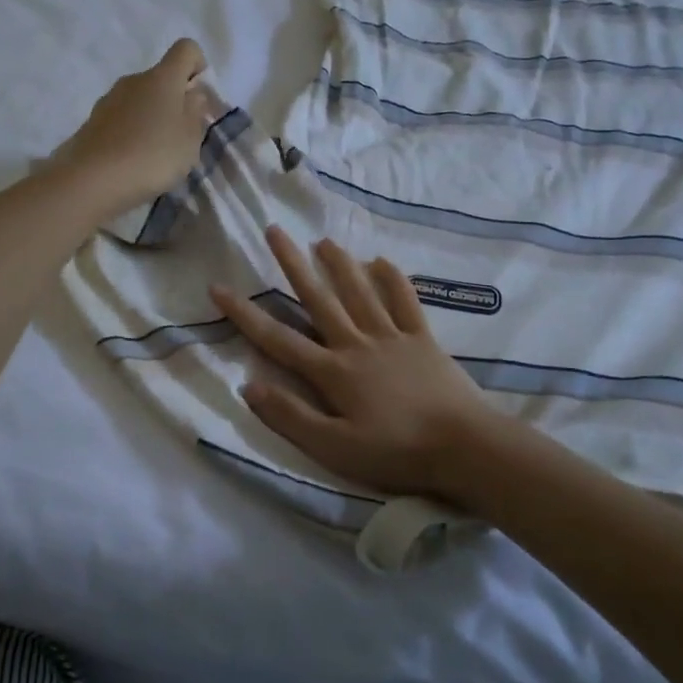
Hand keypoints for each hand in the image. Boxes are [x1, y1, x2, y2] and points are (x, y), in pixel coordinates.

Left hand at [55, 39, 216, 221]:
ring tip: (155, 155)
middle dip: (175, 101)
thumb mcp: (190, 138)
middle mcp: (133, 80)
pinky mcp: (92, 123)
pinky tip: (132, 162)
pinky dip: (131, 134)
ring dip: (152, 119)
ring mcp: (108, 100)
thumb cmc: (152, 155)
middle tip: (181, 137)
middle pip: (161, 79)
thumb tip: (192, 93)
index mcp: (162, 77)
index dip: (199, 67)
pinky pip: (121, 121)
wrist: (91, 180)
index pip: (187, 49)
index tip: (200, 99)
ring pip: (140, 101)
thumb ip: (195, 111)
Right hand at [210, 226, 508, 502]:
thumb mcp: (334, 448)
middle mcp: (356, 344)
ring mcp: (392, 337)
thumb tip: (248, 385)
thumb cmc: (396, 452)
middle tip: (274, 230)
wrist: (464, 447)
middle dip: (292, 264)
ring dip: (339, 264)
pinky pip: (404, 302)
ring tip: (322, 240)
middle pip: (318, 298)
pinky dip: (392, 280)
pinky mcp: (423, 340)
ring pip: (359, 292)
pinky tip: (381, 261)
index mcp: (332, 372)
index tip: (218, 287)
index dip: (244, 313)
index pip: (277, 338)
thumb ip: (290, 416)